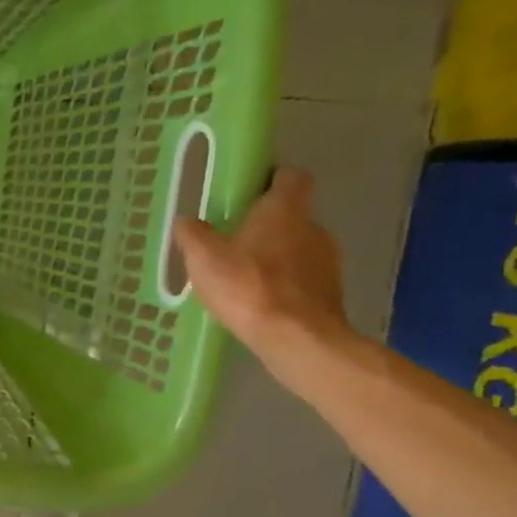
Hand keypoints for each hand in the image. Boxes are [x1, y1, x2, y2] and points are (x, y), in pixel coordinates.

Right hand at [171, 168, 351, 369]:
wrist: (297, 338)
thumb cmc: (248, 287)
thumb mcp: (204, 259)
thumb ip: (193, 235)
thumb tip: (186, 220)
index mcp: (284, 210)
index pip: (290, 177)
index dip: (272, 180)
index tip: (249, 192)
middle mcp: (312, 227)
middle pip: (291, 216)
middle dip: (265, 226)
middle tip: (232, 243)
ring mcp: (327, 260)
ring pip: (297, 248)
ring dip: (274, 257)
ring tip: (243, 279)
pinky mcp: (330, 291)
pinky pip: (302, 278)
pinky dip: (283, 284)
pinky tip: (259, 302)